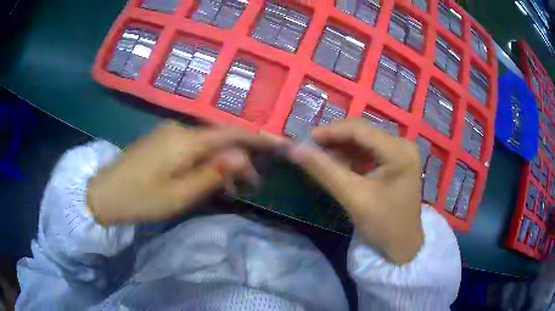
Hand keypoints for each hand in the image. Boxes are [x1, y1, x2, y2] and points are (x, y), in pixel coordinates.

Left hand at [87, 122, 278, 224]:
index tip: (279, 142)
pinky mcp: (160, 142)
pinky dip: (204, 163)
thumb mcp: (179, 195)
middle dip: (239, 159)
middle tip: (251, 186)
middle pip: (219, 139)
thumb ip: (211, 174)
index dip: (257, 136)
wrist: (104, 194)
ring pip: (205, 145)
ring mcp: (168, 134)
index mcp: (185, 141)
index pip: (230, 132)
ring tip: (230, 190)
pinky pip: (190, 148)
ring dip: (220, 164)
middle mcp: (179, 130)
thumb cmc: (140, 199)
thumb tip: (240, 157)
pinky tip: (205, 180)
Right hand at [289, 118, 423, 264]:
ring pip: (364, 141)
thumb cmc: (383, 225)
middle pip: (362, 132)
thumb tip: (295, 148)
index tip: (306, 139)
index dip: (331, 131)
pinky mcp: (396, 162)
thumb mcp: (353, 197)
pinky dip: (351, 156)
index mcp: (398, 151)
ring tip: (320, 156)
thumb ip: (324, 170)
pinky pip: (369, 152)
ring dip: (341, 147)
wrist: (402, 246)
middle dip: (335, 139)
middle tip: (311, 148)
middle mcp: (402, 144)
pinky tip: (338, 164)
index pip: (360, 129)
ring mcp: (400, 153)